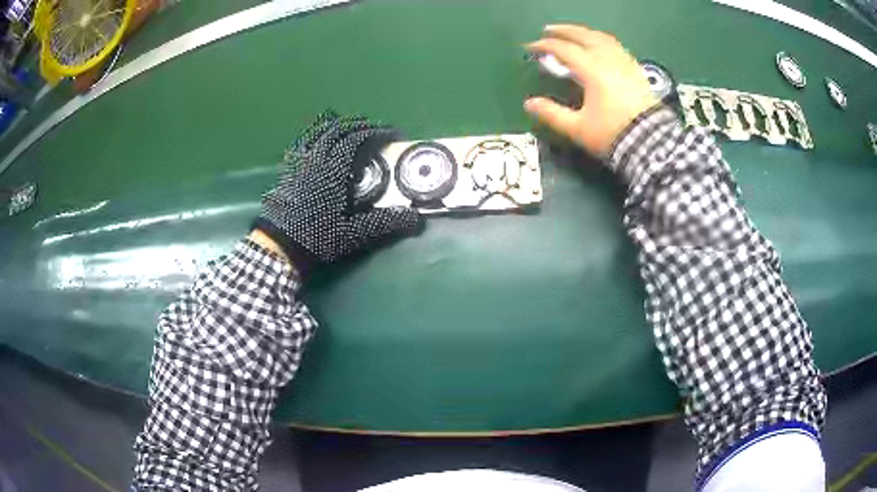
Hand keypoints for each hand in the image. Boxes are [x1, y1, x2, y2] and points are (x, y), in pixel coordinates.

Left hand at [253, 112, 423, 270]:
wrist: (278, 244)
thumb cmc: (315, 237)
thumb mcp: (353, 234)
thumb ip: (383, 223)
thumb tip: (414, 217)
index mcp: (332, 171)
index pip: (355, 140)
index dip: (375, 132)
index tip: (392, 133)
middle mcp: (315, 160)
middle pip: (337, 130)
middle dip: (358, 124)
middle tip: (374, 126)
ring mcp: (299, 163)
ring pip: (317, 132)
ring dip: (335, 124)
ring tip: (348, 124)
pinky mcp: (288, 170)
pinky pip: (302, 143)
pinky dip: (314, 134)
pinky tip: (317, 139)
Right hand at [525, 25, 657, 156]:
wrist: (652, 144)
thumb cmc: (613, 135)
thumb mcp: (578, 128)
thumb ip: (552, 114)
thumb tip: (529, 103)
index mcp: (593, 71)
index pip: (564, 50)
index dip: (545, 46)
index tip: (530, 48)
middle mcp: (609, 60)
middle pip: (584, 36)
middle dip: (564, 31)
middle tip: (548, 30)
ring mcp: (625, 63)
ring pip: (602, 38)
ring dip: (584, 32)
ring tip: (574, 34)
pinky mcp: (637, 71)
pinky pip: (617, 47)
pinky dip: (602, 41)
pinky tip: (600, 46)